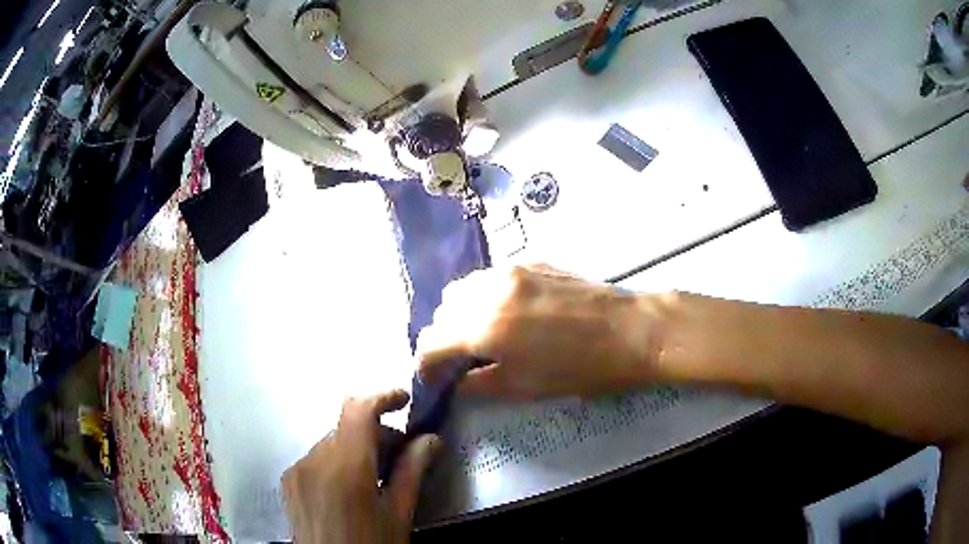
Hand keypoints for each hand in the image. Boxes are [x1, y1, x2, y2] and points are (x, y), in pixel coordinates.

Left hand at [281, 390, 440, 543]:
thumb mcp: (398, 515)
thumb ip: (412, 472)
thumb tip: (430, 439)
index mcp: (345, 468)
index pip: (358, 411)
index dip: (382, 397)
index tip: (404, 401)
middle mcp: (314, 459)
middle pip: (347, 428)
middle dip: (376, 434)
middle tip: (401, 457)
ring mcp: (296, 469)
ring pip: (331, 442)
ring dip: (356, 449)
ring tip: (374, 478)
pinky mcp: (287, 481)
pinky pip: (315, 458)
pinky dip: (336, 461)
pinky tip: (347, 490)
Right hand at [417, 265, 660, 399]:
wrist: (630, 330)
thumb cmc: (580, 368)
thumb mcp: (525, 387)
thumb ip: (479, 384)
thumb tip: (456, 382)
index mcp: (484, 326)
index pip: (432, 341)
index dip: (425, 364)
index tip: (433, 379)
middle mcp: (489, 290)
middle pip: (443, 310)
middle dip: (444, 336)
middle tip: (460, 359)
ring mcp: (511, 269)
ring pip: (464, 287)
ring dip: (461, 313)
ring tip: (481, 334)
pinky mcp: (531, 261)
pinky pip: (491, 277)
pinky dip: (484, 296)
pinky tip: (507, 313)